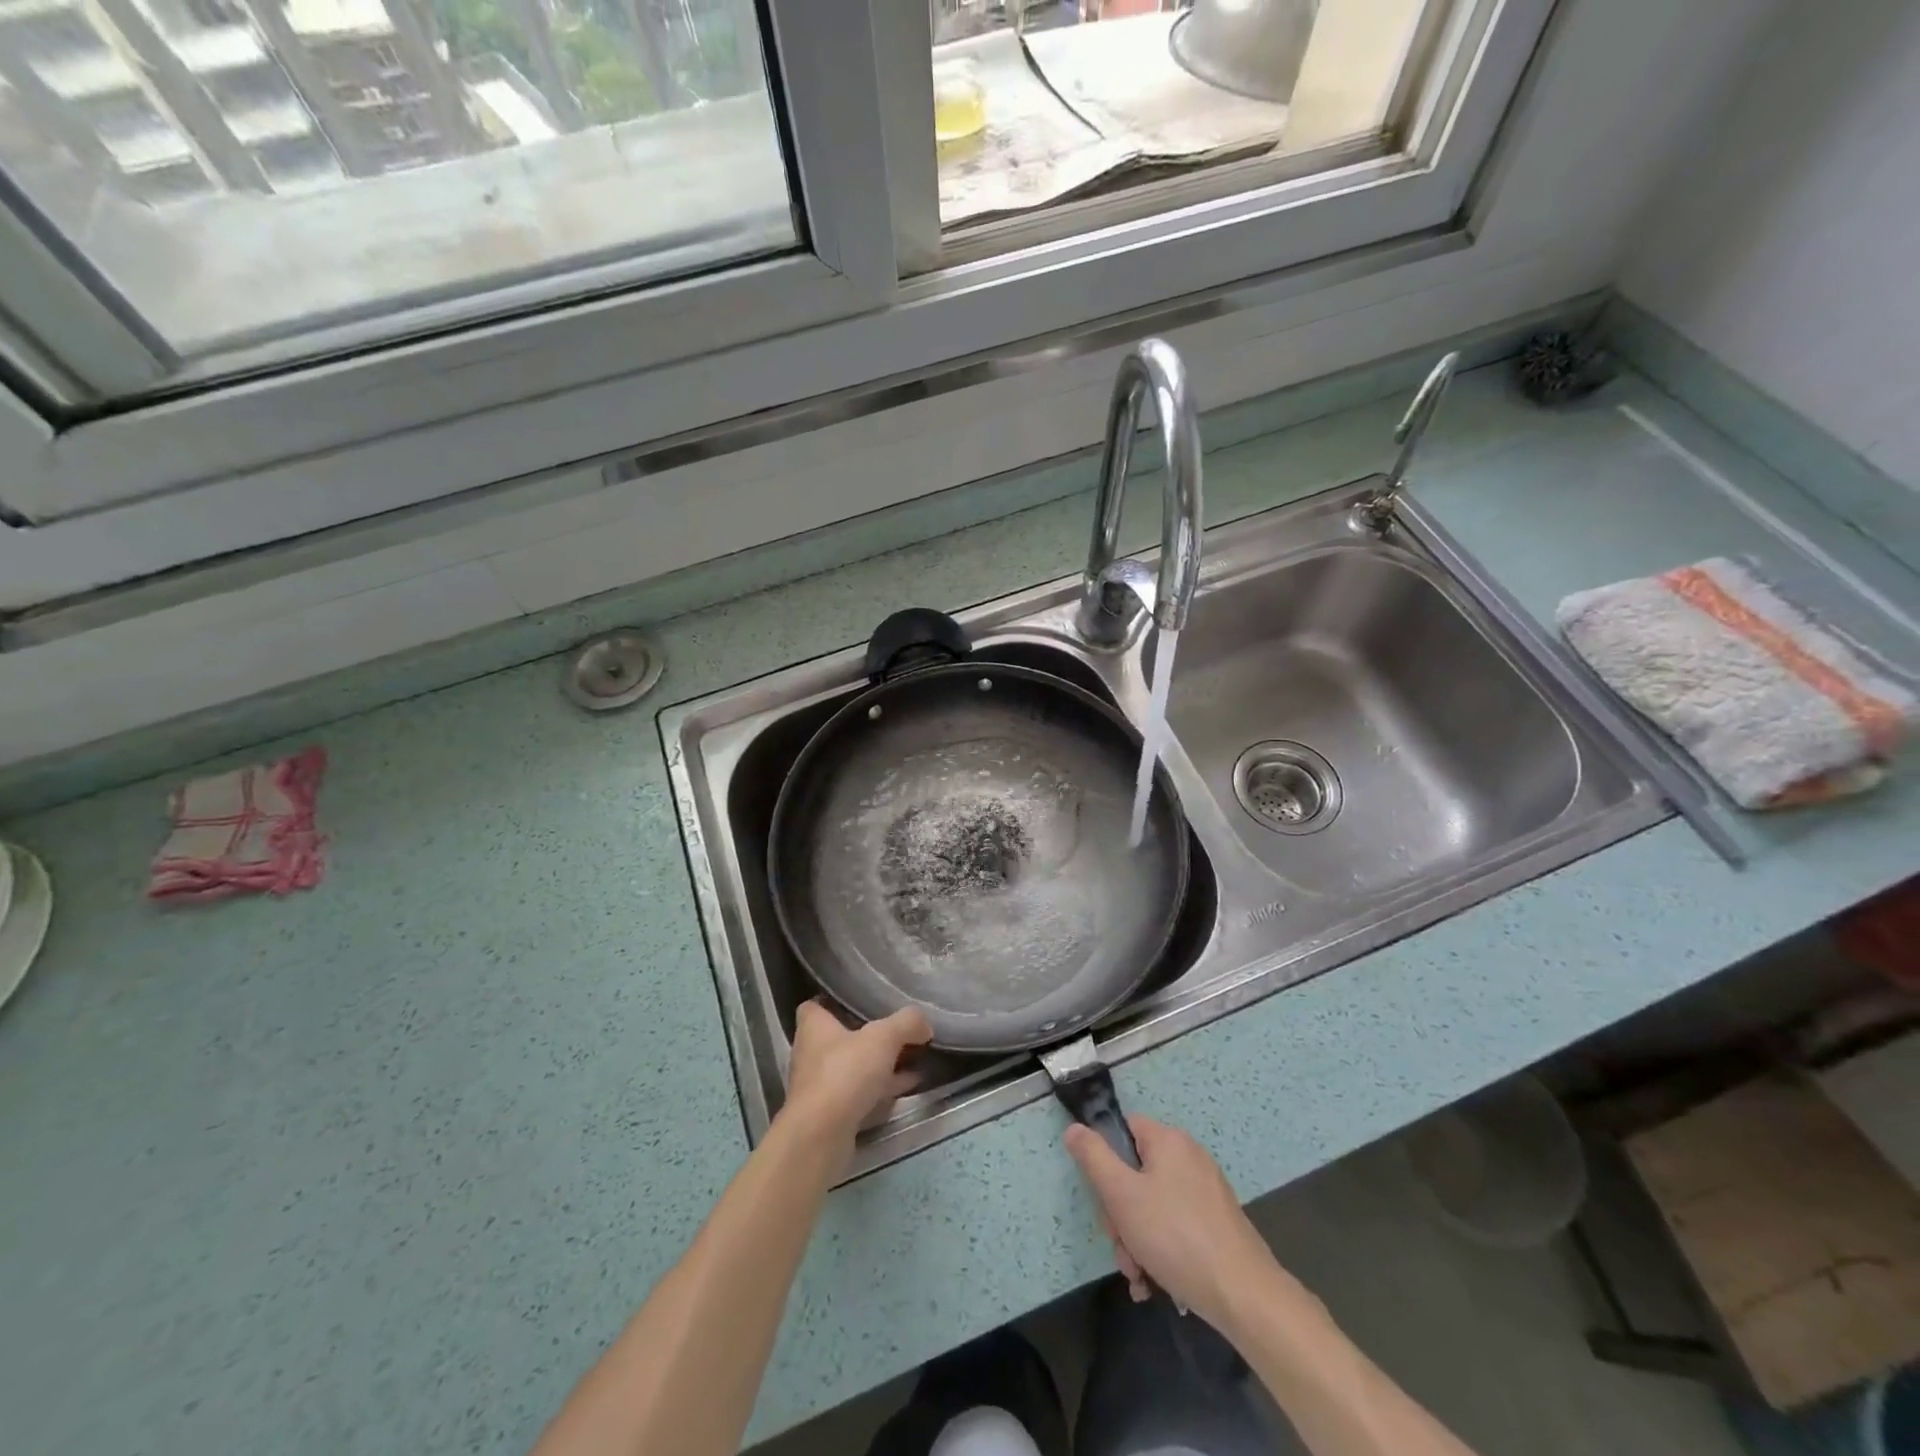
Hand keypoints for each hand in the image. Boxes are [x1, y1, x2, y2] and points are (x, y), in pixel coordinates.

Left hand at [781, 1001, 932, 1163]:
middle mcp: (811, 1055)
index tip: (858, 1001)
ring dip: (878, 1066)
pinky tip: (907, 1088)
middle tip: (897, 1032)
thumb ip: (907, 1023)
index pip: (814, 1006)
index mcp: (814, 1027)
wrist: (821, 1137)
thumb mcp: (884, 1037)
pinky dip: (881, 1091)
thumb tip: (923, 1023)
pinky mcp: (831, 1115)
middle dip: (867, 1037)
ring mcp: (820, 1087)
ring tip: (912, 1060)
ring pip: (852, 1069)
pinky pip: (859, 1095)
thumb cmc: (845, 1073)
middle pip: (839, 1038)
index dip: (833, 1002)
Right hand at [1064, 1115, 1296, 1331]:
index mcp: (1169, 1140)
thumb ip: (1093, 1158)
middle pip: (1136, 1173)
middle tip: (1122, 1248)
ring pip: (1154, 1206)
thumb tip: (1075, 1128)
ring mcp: (1206, 1192)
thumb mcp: (1121, 1195)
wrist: (1244, 1295)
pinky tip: (1155, 1283)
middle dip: (1121, 1216)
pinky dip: (1161, 1251)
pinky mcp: (1217, 1224)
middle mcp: (1189, 1157)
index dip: (1105, 1160)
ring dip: (1137, 1240)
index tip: (1103, 1198)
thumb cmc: (1175, 1236)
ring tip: (1139, 1277)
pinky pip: (1176, 1226)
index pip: (1124, 1129)